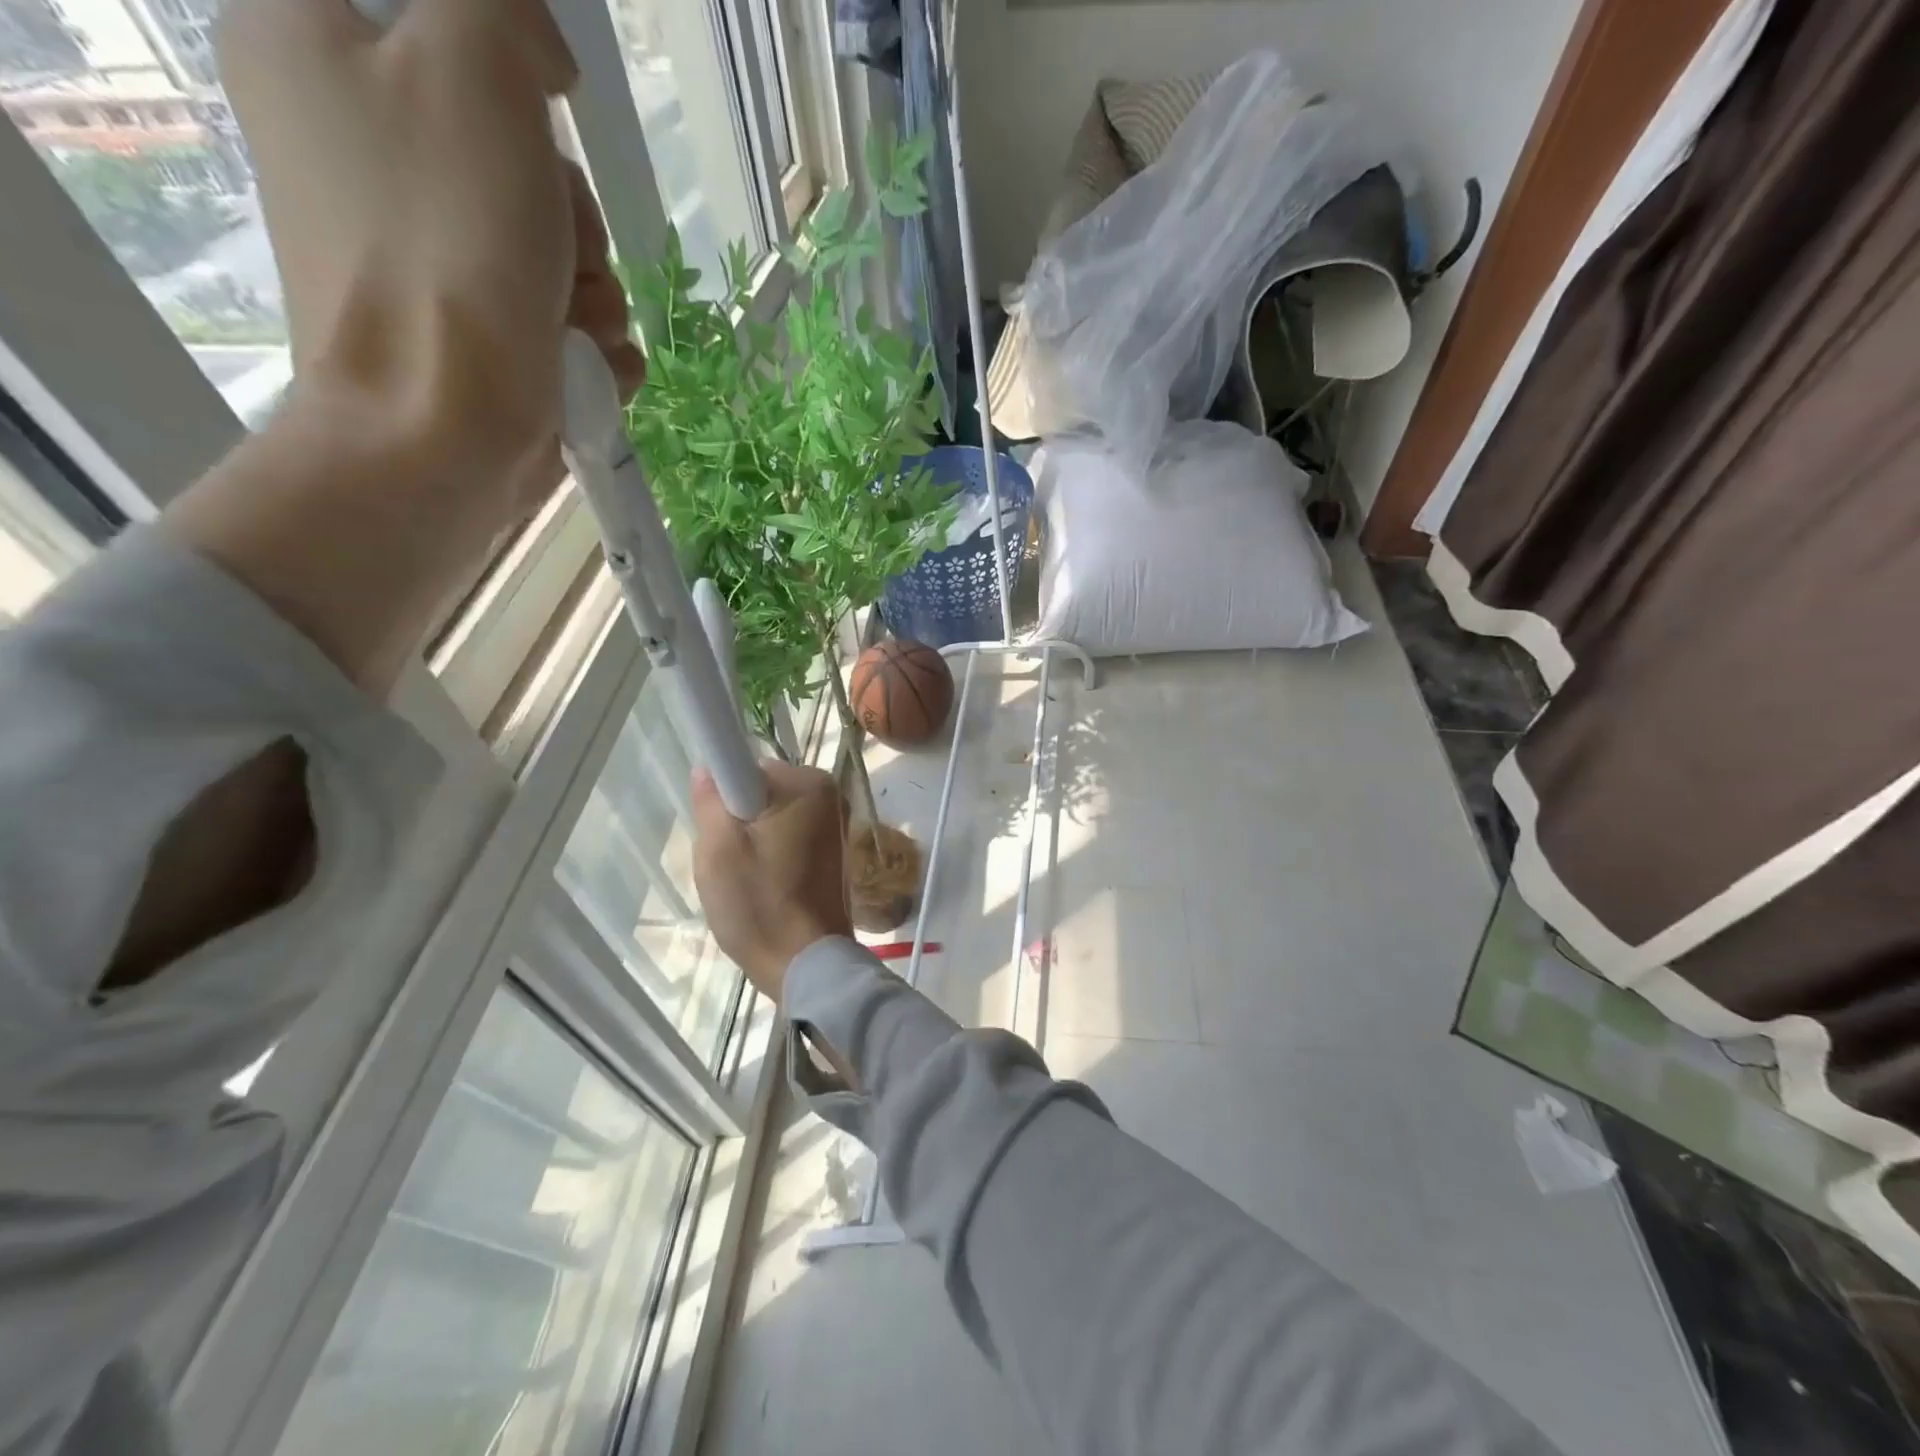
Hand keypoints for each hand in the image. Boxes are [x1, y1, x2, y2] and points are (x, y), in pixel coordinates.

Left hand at [171, 0, 644, 693]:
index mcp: (314, 50)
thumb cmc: (448, 247)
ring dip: (593, 291)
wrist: (439, 430)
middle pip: (517, 153)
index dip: (510, 67)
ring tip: (572, 327)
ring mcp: (421, 261)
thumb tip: (538, 58)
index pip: (440, 20)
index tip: (541, 110)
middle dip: (571, 214)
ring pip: (554, 249)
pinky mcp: (474, 340)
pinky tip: (578, 367)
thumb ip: (503, 9)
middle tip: (557, 248)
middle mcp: (359, 152)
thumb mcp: (474, 66)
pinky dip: (588, 345)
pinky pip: (560, 319)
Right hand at [692, 761, 853, 999]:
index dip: (722, 795)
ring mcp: (834, 823)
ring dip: (751, 840)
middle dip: (737, 820)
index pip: (746, 768)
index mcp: (807, 784)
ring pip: (770, 817)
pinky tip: (764, 885)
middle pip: (759, 793)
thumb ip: (710, 799)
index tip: (715, 827)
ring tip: (746, 879)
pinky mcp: (832, 850)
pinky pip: (786, 836)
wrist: (807, 963)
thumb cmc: (760, 903)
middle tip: (728, 861)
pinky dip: (769, 854)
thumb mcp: (718, 849)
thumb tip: (707, 768)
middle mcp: (829, 795)